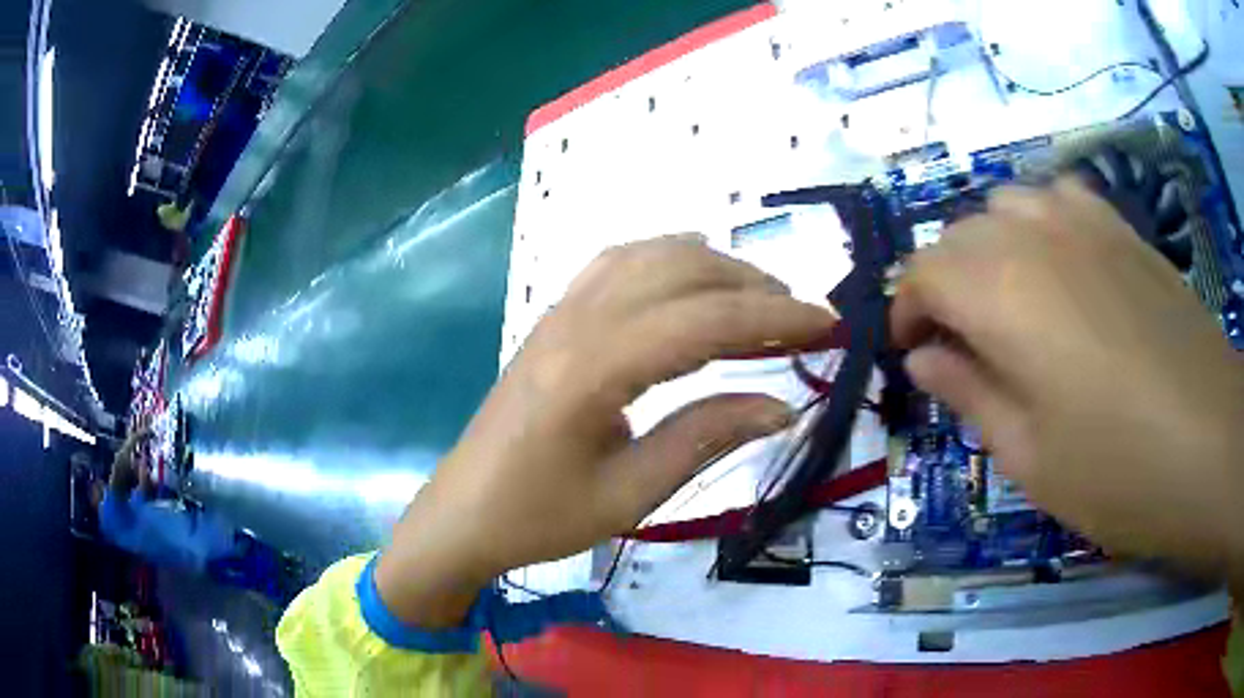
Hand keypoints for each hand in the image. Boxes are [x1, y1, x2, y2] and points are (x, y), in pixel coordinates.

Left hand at [376, 235, 837, 626]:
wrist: (464, 513)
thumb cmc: (540, 518)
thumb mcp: (630, 494)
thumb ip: (707, 437)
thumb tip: (783, 405)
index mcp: (593, 370)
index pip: (704, 320)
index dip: (774, 317)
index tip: (829, 324)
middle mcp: (576, 322)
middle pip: (681, 272)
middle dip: (754, 284)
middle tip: (803, 318)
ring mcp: (560, 312)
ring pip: (650, 255)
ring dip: (714, 266)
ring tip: (763, 297)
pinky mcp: (554, 317)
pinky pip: (618, 262)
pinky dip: (668, 258)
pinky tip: (694, 278)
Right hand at [892, 178, 1243, 582]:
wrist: (1211, 443)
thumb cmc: (1116, 468)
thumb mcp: (1027, 456)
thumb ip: (969, 395)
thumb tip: (924, 359)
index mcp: (1000, 290)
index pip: (921, 273)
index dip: (906, 311)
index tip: (911, 353)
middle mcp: (1032, 233)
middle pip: (960, 234)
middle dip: (945, 284)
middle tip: (961, 343)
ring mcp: (1083, 219)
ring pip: (1007, 204)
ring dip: (991, 248)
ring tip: (1011, 302)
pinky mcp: (1121, 226)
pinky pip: (1059, 196)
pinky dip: (1041, 222)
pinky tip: (1061, 264)